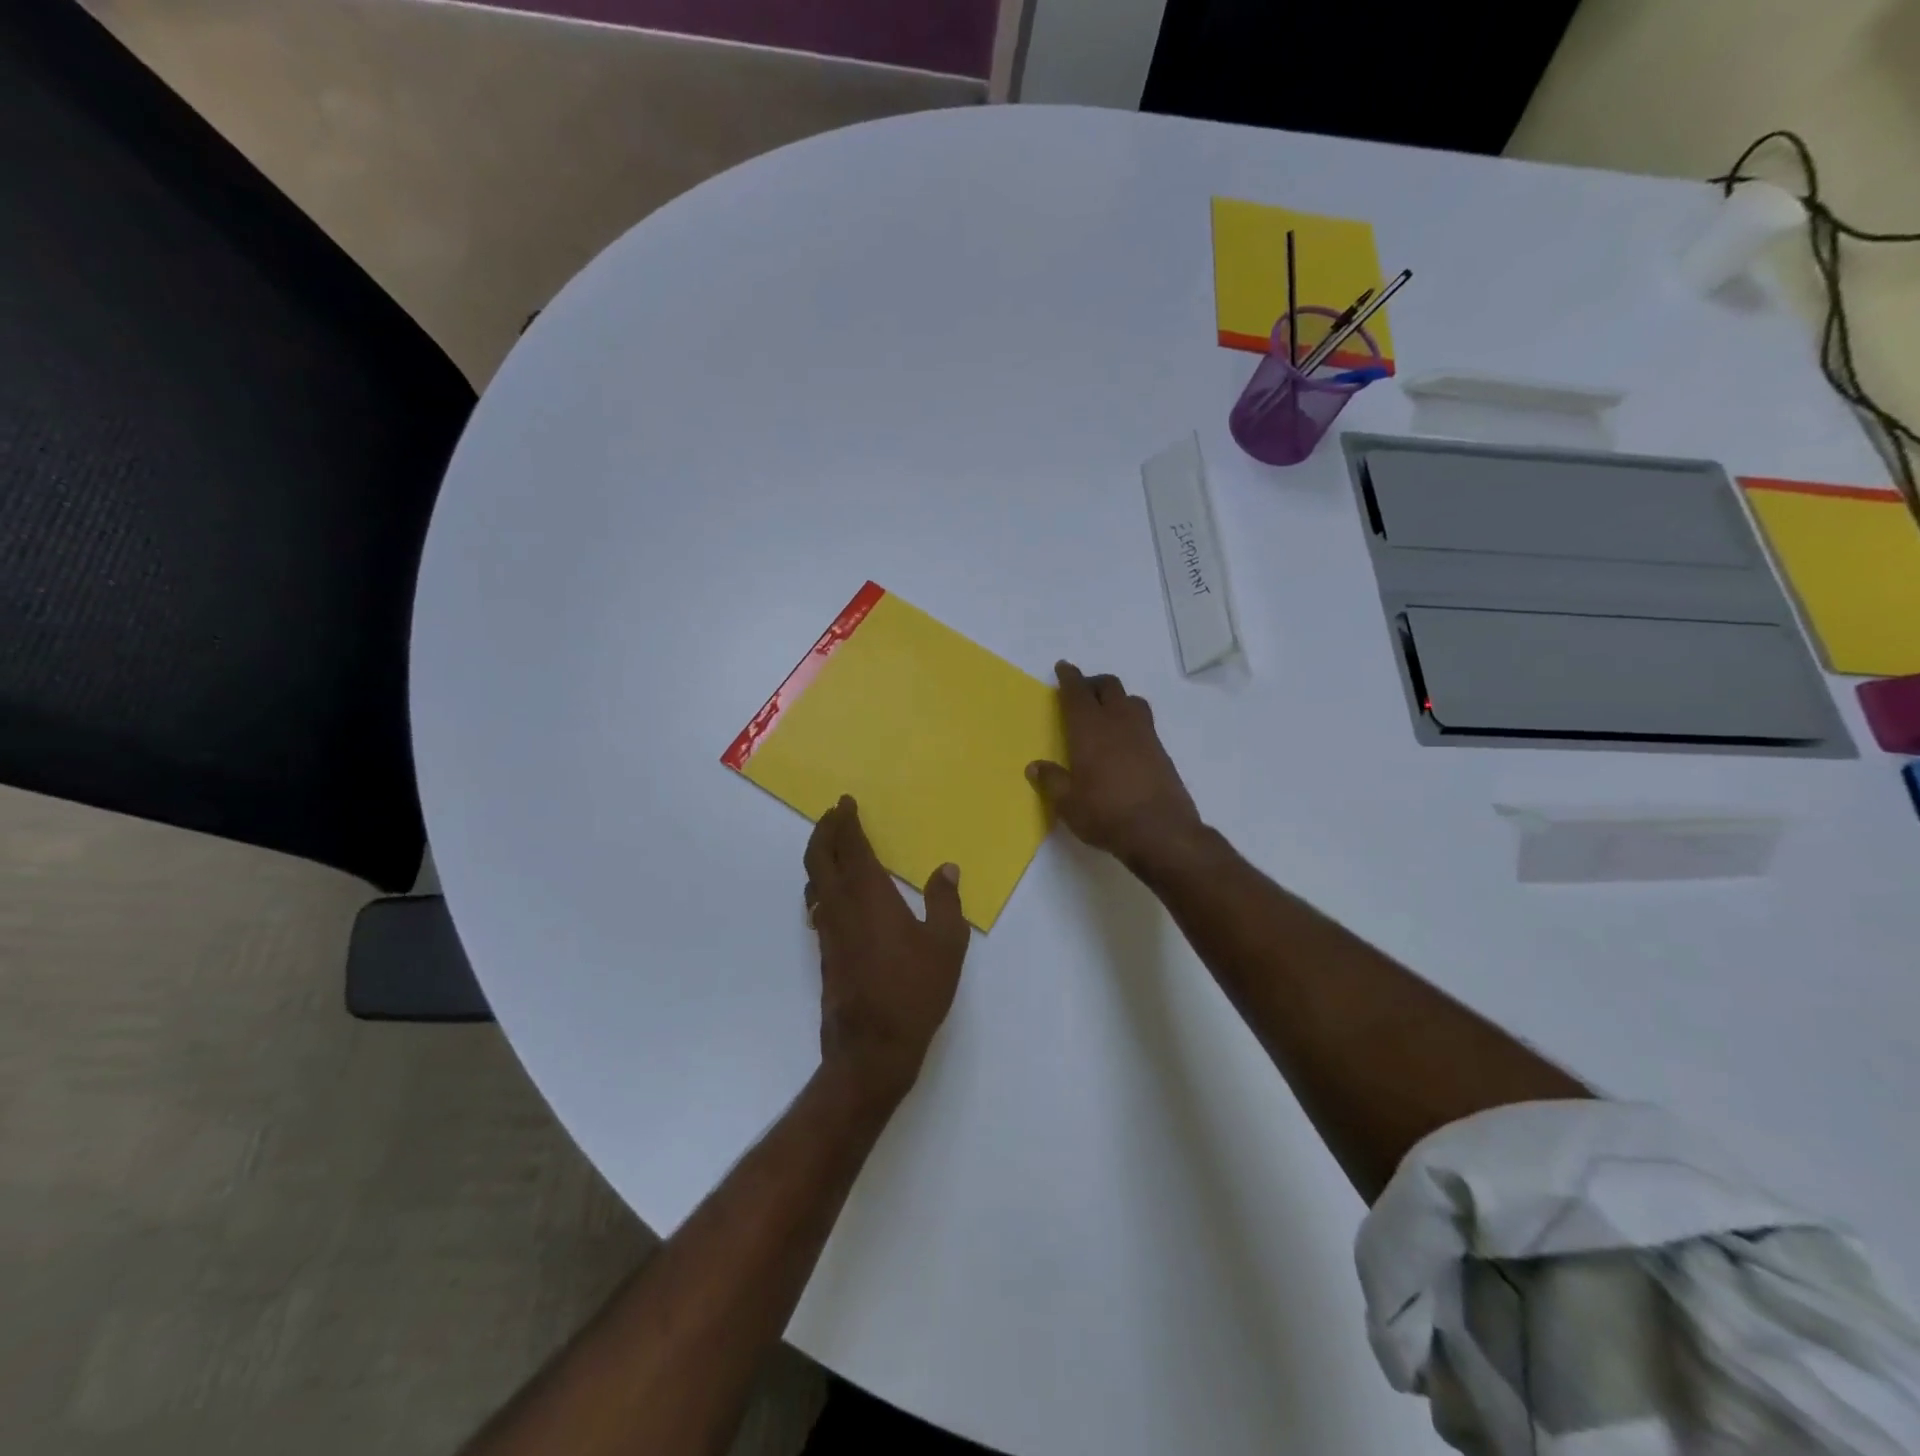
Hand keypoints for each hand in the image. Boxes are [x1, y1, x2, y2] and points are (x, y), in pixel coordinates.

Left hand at [804, 797, 970, 1107]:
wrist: (872, 1047)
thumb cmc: (915, 990)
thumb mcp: (946, 943)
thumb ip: (945, 901)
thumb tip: (946, 868)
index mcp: (869, 894)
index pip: (850, 846)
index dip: (846, 821)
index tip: (845, 802)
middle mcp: (841, 905)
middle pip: (819, 857)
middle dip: (823, 831)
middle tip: (833, 814)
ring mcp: (828, 930)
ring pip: (814, 881)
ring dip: (819, 857)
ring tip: (832, 846)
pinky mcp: (825, 952)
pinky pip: (817, 905)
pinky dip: (822, 886)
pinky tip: (834, 895)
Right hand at [1027, 662, 1202, 870]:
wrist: (1161, 832)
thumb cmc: (1105, 814)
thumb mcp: (1068, 803)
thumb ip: (1051, 781)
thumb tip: (1035, 766)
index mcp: (1090, 729)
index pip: (1077, 693)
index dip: (1069, 677)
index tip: (1063, 667)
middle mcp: (1118, 723)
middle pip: (1109, 687)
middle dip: (1093, 683)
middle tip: (1082, 691)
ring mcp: (1144, 735)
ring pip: (1131, 700)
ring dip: (1116, 698)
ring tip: (1106, 711)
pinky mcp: (1161, 751)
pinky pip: (1144, 722)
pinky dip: (1131, 719)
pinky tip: (1125, 740)